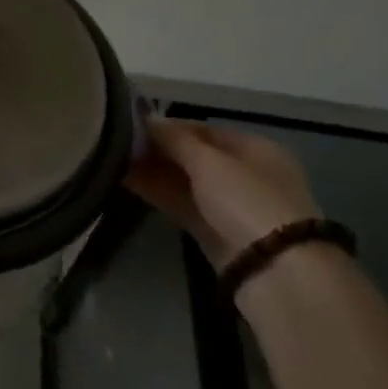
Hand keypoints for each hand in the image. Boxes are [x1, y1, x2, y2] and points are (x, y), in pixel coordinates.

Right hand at [125, 118, 319, 267]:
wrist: (274, 270)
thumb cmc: (247, 201)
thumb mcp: (210, 162)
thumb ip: (175, 139)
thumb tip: (147, 118)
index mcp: (255, 148)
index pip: (204, 129)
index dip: (168, 126)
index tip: (132, 124)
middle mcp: (244, 173)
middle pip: (194, 155)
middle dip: (158, 150)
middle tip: (117, 144)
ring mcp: (229, 204)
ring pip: (185, 181)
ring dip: (153, 171)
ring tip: (113, 160)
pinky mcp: (214, 231)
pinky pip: (182, 204)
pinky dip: (158, 192)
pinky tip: (127, 181)